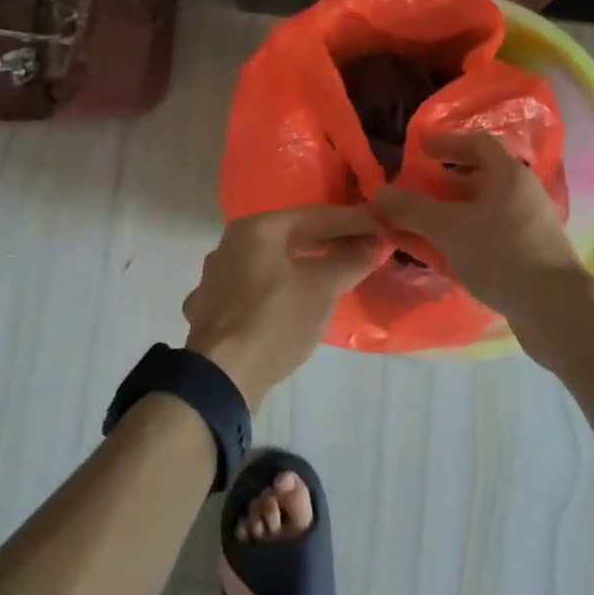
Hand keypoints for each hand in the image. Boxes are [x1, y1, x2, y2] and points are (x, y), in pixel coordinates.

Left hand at [183, 206, 385, 408]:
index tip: (380, 224)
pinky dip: (281, 287)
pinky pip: (256, 286)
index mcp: (256, 229)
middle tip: (363, 247)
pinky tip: (295, 300)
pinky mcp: (213, 307)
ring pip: (271, 261)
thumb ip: (350, 261)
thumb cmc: (274, 321)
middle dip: (328, 241)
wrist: (219, 378)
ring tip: (334, 272)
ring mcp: (217, 276)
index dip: (351, 220)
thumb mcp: (321, 289)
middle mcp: (231, 243)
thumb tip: (374, 242)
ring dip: (304, 264)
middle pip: (290, 235)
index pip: (314, 216)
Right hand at [372, 132, 589, 322]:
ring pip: (484, 210)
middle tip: (414, 192)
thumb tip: (379, 193)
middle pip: (480, 177)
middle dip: (443, 184)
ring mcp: (530, 226)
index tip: (419, 149)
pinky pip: (491, 235)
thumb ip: (412, 209)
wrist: (556, 310)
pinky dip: (465, 237)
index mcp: (509, 175)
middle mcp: (523, 194)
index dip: (446, 143)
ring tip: (422, 227)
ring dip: (452, 214)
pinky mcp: (531, 255)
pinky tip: (445, 256)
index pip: (477, 143)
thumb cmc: (501, 254)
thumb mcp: (449, 228)